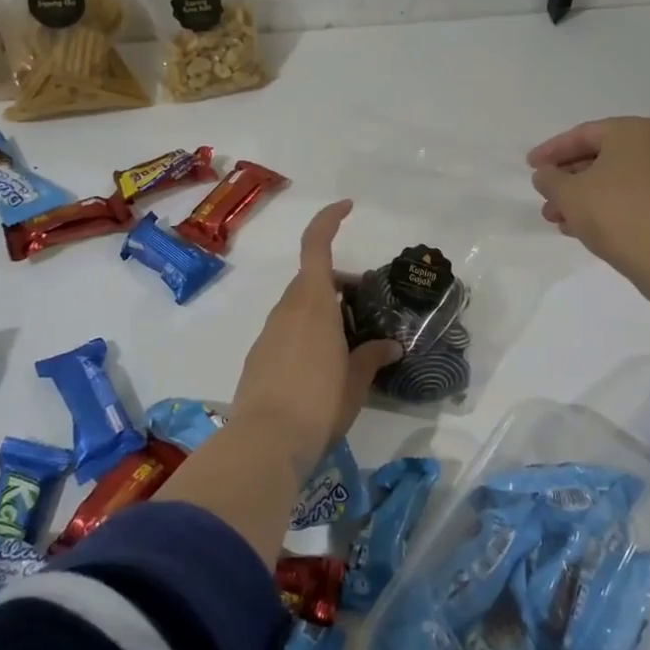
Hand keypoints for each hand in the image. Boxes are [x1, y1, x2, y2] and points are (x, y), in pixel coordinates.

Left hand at [229, 200, 404, 465]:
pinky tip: (324, 366)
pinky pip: (288, 330)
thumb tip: (391, 346)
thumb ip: (372, 357)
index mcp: (313, 303)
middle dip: (340, 283)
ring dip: (325, 311)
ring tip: (351, 342)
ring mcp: (269, 333)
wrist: (264, 441)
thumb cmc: (319, 402)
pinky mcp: (259, 357)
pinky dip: (308, 333)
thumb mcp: (356, 381)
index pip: (316, 244)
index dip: (330, 219)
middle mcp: (287, 309)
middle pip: (313, 279)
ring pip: (300, 306)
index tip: (348, 207)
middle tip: (366, 306)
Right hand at [527, 117, 649, 296]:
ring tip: (556, 220)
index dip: (550, 152)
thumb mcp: (569, 194)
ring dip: (581, 198)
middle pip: (598, 158)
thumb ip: (549, 179)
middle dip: (566, 180)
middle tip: (543, 197)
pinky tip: (580, 229)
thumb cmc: (616, 213)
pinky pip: (629, 198)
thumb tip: (544, 175)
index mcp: (632, 131)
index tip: (529, 167)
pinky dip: (603, 208)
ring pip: (612, 181)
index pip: (582, 135)